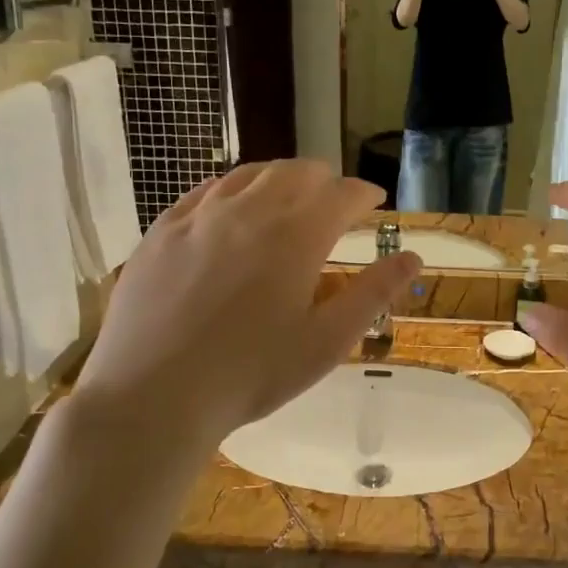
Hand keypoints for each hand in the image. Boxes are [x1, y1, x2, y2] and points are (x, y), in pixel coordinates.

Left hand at [71, 161, 421, 452]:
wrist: (154, 394)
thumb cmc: (252, 373)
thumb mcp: (327, 341)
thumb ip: (373, 293)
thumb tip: (412, 257)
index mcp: (297, 235)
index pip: (342, 194)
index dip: (364, 193)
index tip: (375, 201)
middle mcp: (250, 210)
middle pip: (295, 173)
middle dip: (324, 180)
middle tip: (334, 197)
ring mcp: (200, 216)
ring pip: (248, 174)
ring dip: (278, 177)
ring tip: (288, 193)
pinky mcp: (162, 231)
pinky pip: (202, 192)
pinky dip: (230, 189)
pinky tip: (229, 205)